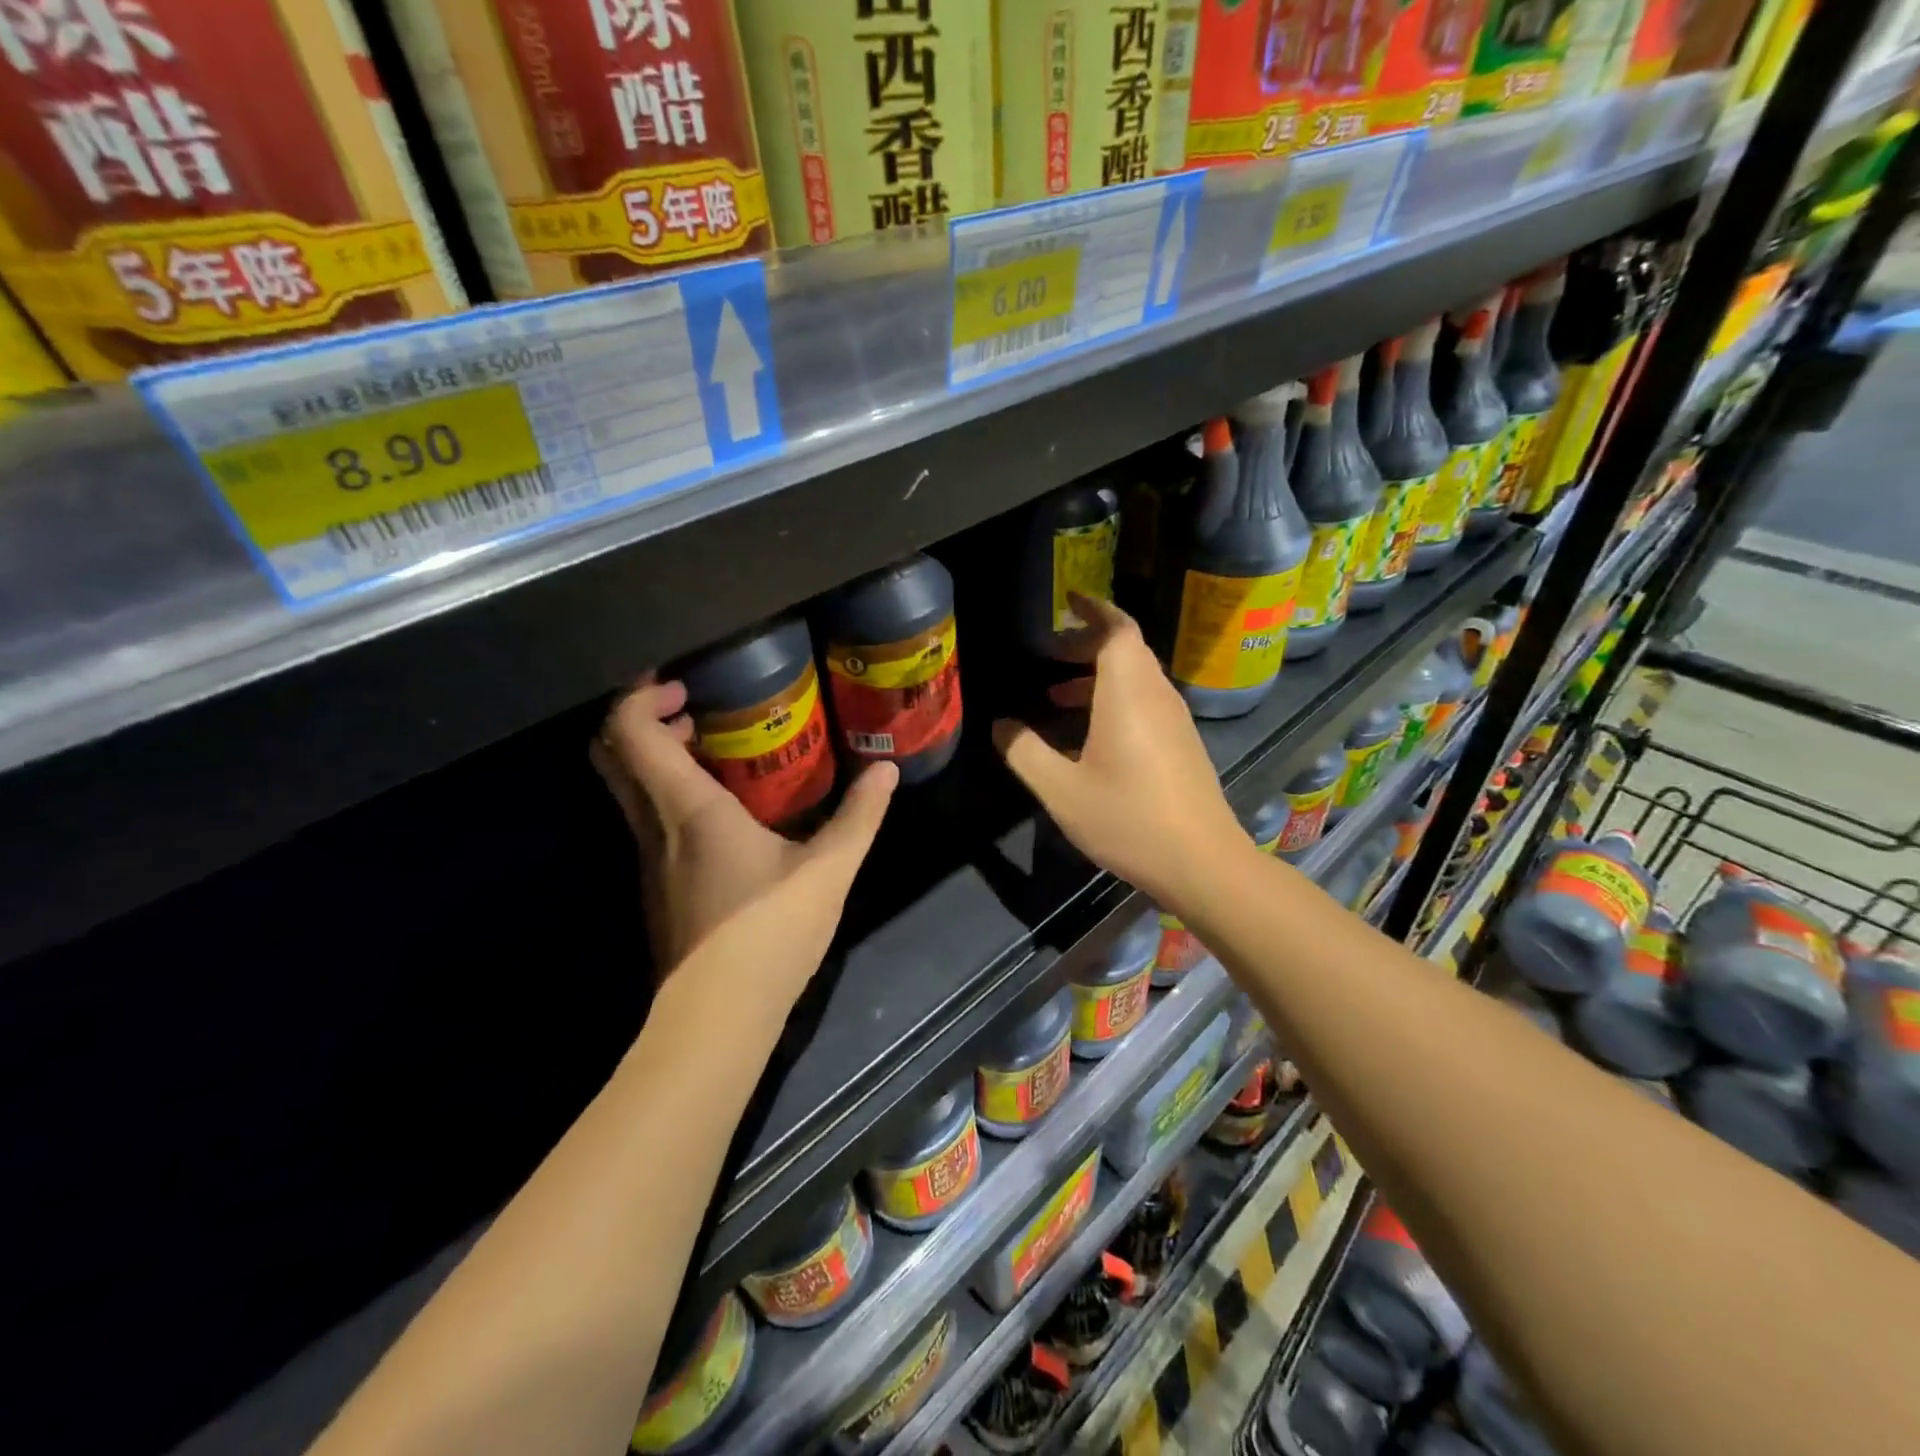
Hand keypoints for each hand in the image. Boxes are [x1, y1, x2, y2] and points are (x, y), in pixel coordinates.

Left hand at [593, 677, 896, 1002]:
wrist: (718, 1016)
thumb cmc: (769, 931)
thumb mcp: (829, 870)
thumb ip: (859, 815)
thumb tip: (885, 769)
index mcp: (687, 809)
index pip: (629, 733)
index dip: (642, 697)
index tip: (684, 687)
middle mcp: (653, 827)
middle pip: (611, 755)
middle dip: (640, 719)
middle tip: (691, 709)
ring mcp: (648, 860)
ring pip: (626, 789)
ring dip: (654, 757)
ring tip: (711, 749)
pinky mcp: (656, 886)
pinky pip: (646, 819)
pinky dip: (666, 792)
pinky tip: (721, 808)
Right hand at [992, 594, 1244, 909]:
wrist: (1201, 862)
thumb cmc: (1128, 820)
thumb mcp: (1061, 790)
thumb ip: (1024, 752)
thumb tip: (999, 725)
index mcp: (1128, 694)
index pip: (1118, 630)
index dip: (1094, 610)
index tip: (1068, 601)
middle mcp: (1156, 696)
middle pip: (1126, 649)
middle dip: (1087, 644)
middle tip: (1050, 654)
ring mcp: (1174, 719)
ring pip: (1136, 676)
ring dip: (1098, 675)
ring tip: (1057, 695)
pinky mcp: (1182, 742)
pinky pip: (1146, 700)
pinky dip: (1115, 698)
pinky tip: (1089, 734)